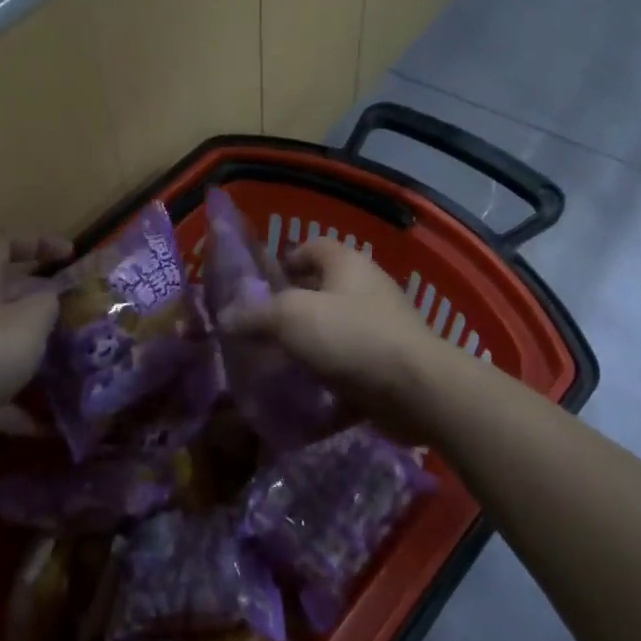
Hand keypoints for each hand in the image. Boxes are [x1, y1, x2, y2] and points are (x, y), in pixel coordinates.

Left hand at [0, 231, 69, 480]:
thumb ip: (49, 302)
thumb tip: (53, 300)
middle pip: (9, 295)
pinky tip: (59, 418)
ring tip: (81, 359)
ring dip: (41, 353)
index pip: (3, 242)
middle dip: (46, 300)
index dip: (37, 240)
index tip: (71, 254)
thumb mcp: (30, 318)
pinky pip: (7, 399)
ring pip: (9, 346)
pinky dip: (31, 408)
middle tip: (84, 311)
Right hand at [219, 238, 441, 413]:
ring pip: (333, 329)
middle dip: (290, 308)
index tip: (260, 285)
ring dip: (307, 345)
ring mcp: (380, 327)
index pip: (313, 247)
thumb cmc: (350, 336)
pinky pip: (347, 364)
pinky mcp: (387, 364)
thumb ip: (254, 314)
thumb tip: (225, 317)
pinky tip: (303, 393)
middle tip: (259, 329)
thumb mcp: (290, 317)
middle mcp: (366, 289)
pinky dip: (326, 376)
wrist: (416, 390)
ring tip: (274, 363)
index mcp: (347, 264)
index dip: (285, 260)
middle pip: (321, 290)